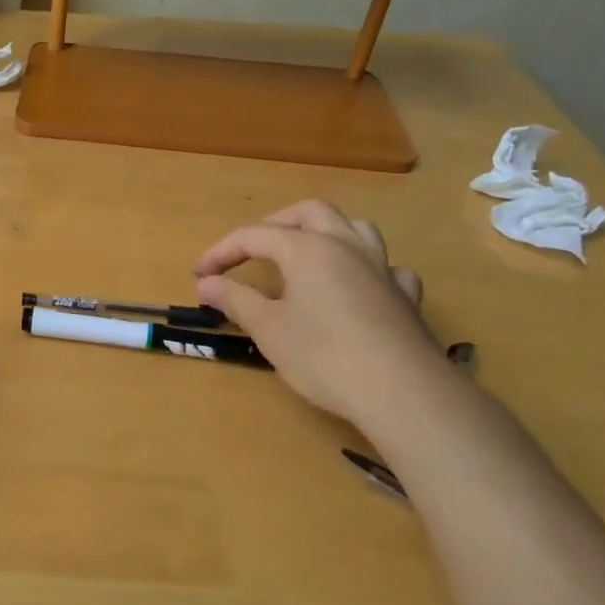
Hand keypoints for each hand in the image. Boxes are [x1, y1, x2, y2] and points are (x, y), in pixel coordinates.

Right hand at [193, 201, 437, 426]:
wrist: (401, 391)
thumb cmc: (323, 356)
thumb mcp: (268, 329)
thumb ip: (235, 299)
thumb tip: (207, 282)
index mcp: (307, 248)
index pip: (254, 236)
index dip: (221, 252)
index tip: (199, 275)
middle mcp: (346, 246)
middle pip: (309, 213)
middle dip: (274, 225)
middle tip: (251, 251)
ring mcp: (382, 268)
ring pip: (355, 228)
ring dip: (325, 232)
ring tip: (306, 254)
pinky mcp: (405, 296)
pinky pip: (387, 267)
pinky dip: (367, 269)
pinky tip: (359, 287)